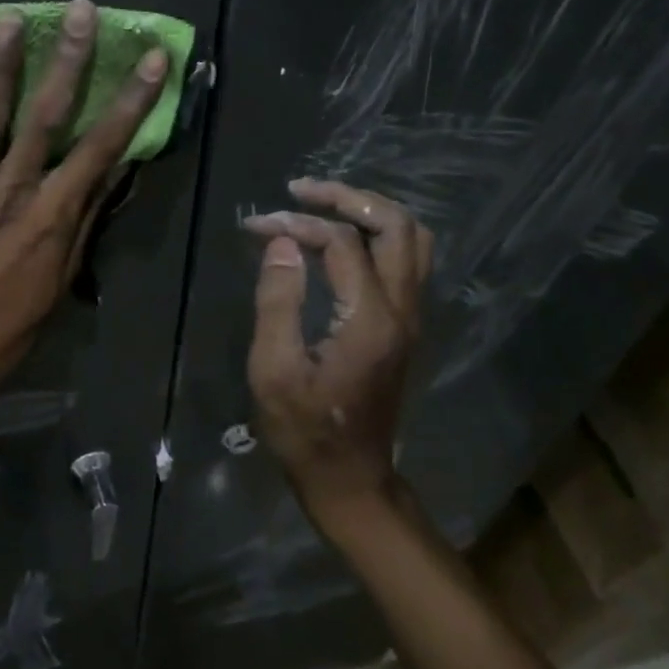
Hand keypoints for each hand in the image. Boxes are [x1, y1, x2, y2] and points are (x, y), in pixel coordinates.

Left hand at [0, 0, 168, 396]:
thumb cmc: (11, 324)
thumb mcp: (61, 279)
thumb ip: (82, 220)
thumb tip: (109, 171)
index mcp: (50, 216)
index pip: (100, 148)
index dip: (130, 101)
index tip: (150, 58)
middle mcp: (9, 193)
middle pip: (43, 119)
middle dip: (67, 62)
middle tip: (79, 12)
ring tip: (8, 20)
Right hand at [242, 182, 432, 511]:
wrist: (350, 478)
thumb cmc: (303, 429)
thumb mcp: (274, 368)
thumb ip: (278, 300)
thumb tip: (283, 243)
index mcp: (370, 318)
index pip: (342, 243)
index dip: (297, 225)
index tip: (255, 226)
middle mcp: (402, 309)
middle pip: (396, 226)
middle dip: (348, 198)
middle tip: (301, 191)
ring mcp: (411, 318)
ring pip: (412, 240)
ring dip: (370, 213)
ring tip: (323, 205)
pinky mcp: (405, 327)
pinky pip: (407, 261)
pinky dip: (377, 236)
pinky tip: (341, 241)